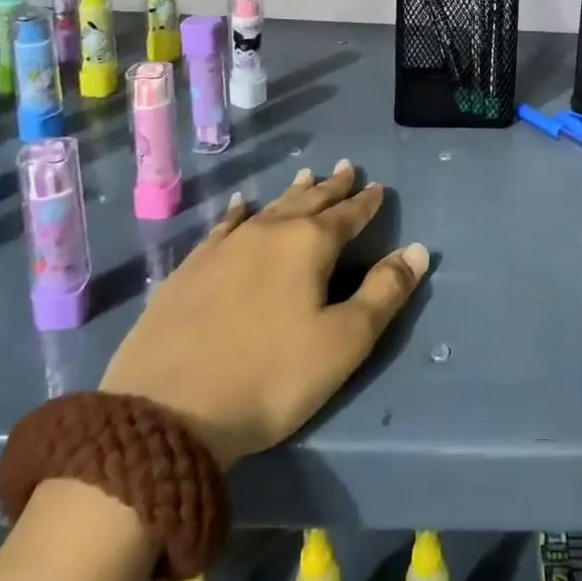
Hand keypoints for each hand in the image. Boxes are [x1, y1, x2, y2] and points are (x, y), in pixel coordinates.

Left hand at [100, 160, 428, 469]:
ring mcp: (225, 247)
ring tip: (306, 175)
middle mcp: (269, 232)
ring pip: (269, 208)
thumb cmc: (269, 378)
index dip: (366, 202)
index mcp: (309, 245)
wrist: (163, 413)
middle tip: (347, 167)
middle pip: (309, 201)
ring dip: (292, 193)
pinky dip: (238, 212)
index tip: (378, 187)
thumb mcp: (343, 342)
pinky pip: (224, 226)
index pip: (348, 215)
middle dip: (332, 186)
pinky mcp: (190, 268)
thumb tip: (417, 250)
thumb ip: (384, 292)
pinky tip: (239, 205)